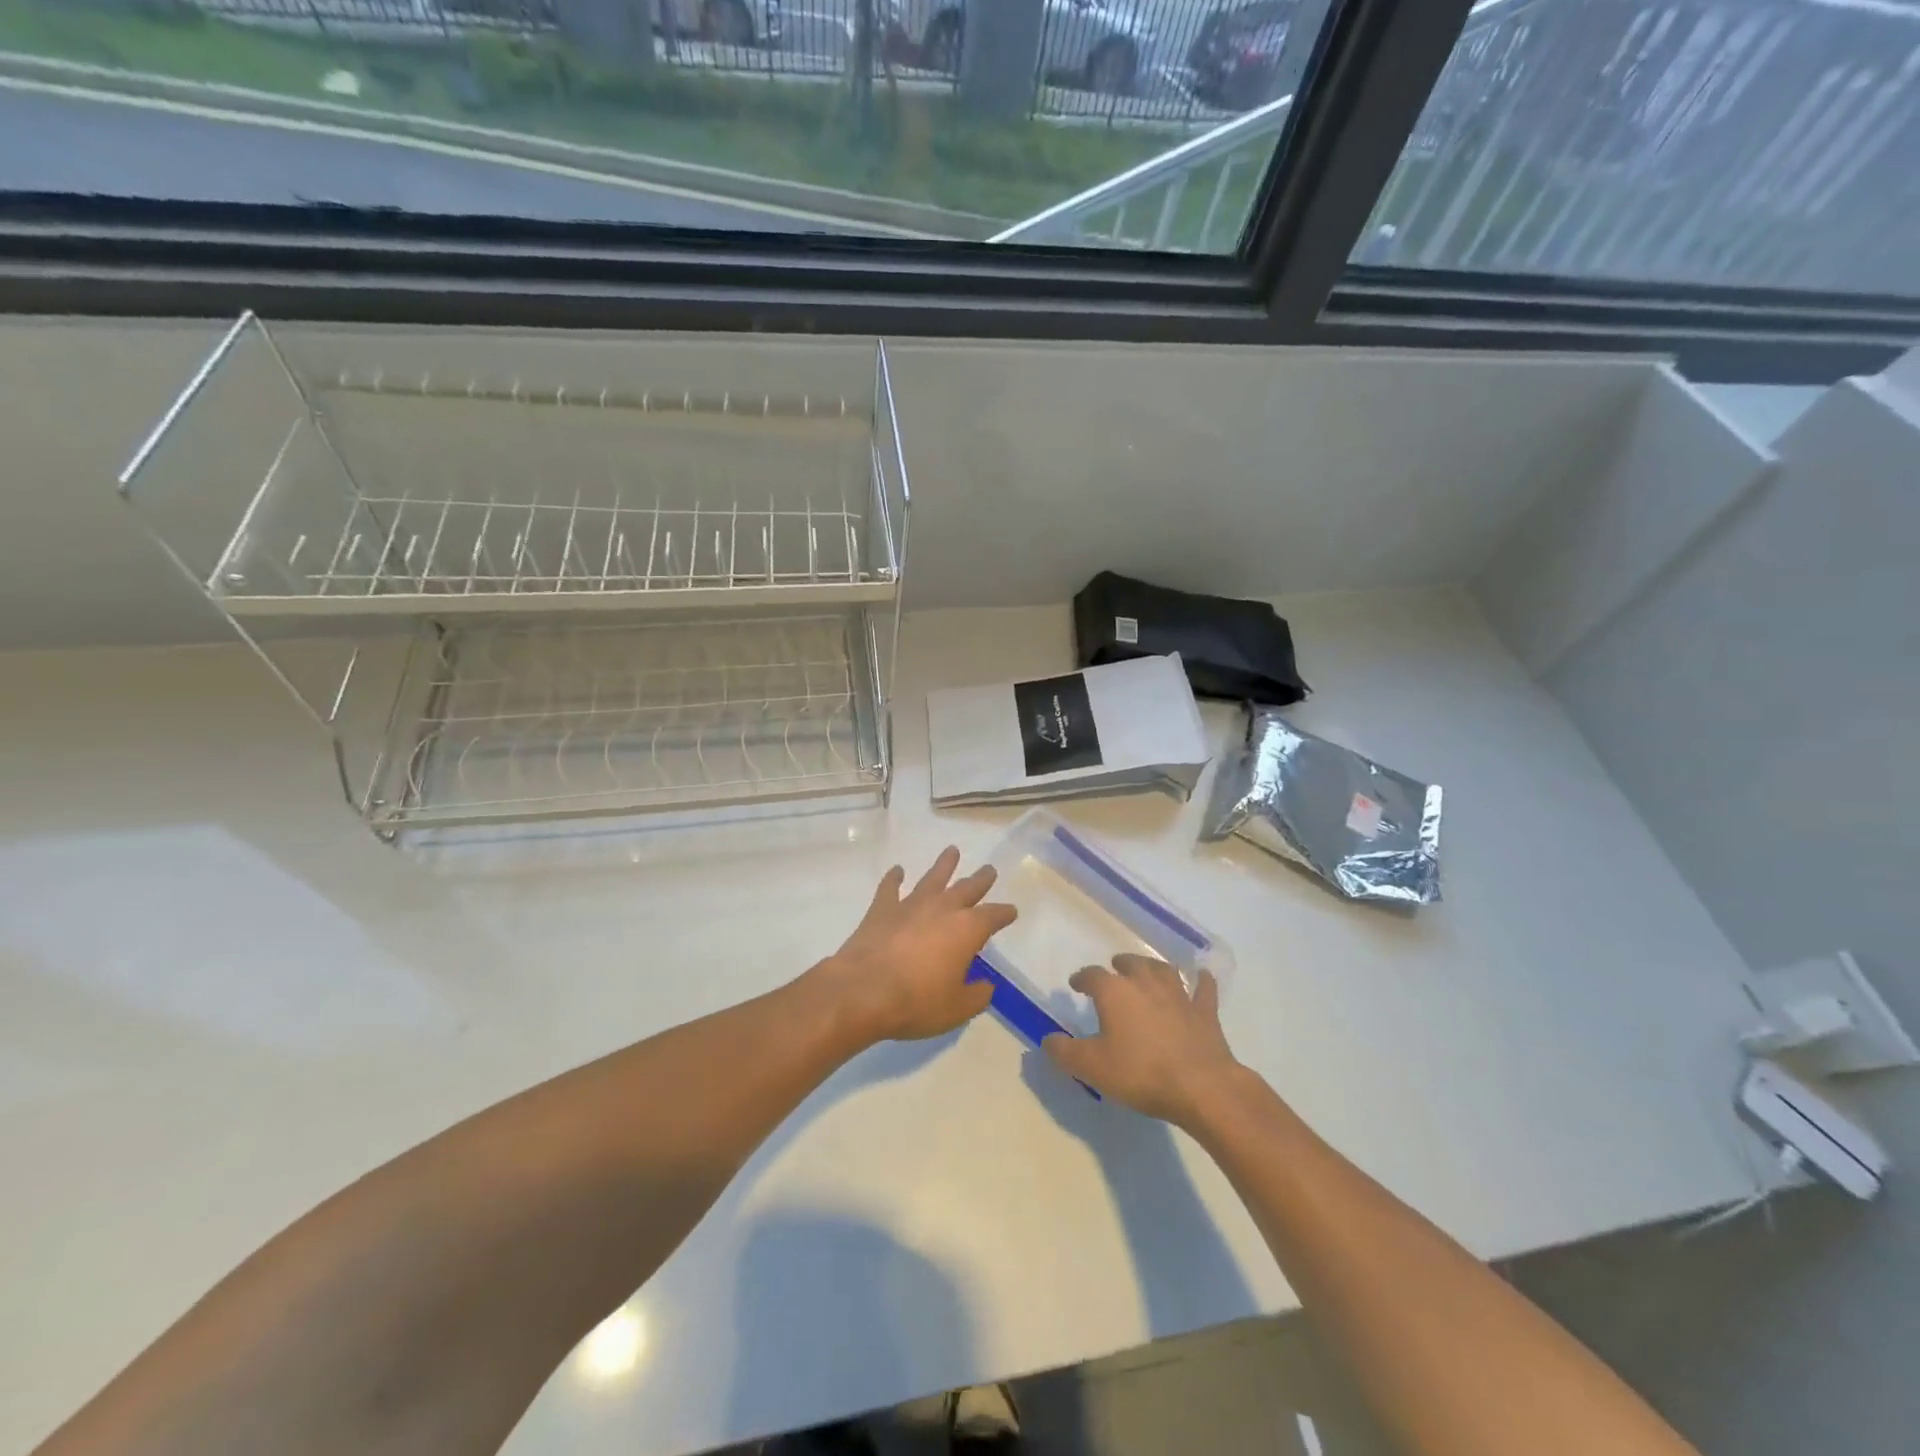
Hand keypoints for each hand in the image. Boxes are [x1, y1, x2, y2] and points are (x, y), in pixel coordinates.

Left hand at [811, 847, 1016, 1046]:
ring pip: (932, 878)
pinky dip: (894, 878)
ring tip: (951, 850)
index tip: (1011, 911)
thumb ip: (976, 995)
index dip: (1004, 914)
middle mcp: (942, 909)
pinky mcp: (882, 909)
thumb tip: (986, 986)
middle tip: (989, 869)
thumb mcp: (957, 1008)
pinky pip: (890, 887)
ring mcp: (910, 905)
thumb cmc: (917, 1002)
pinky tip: (897, 870)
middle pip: (967, 888)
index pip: (993, 916)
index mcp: (967, 929)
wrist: (863, 991)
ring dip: (944, 865)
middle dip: (980, 879)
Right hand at [1043, 954, 1240, 1126]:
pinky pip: (1204, 989)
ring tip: (1148, 969)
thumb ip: (1065, 1052)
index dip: (1082, 978)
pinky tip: (1202, 976)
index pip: (1092, 976)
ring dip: (1153, 967)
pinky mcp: (1204, 1012)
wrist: (1200, 1086)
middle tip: (1115, 968)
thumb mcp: (1092, 1067)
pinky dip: (1201, 981)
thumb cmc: (1140, 1073)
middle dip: (1120, 965)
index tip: (1076, 984)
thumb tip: (1047, 1040)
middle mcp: (1146, 984)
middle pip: (1131, 964)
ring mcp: (1179, 995)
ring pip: (1164, 970)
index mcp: (1115, 993)